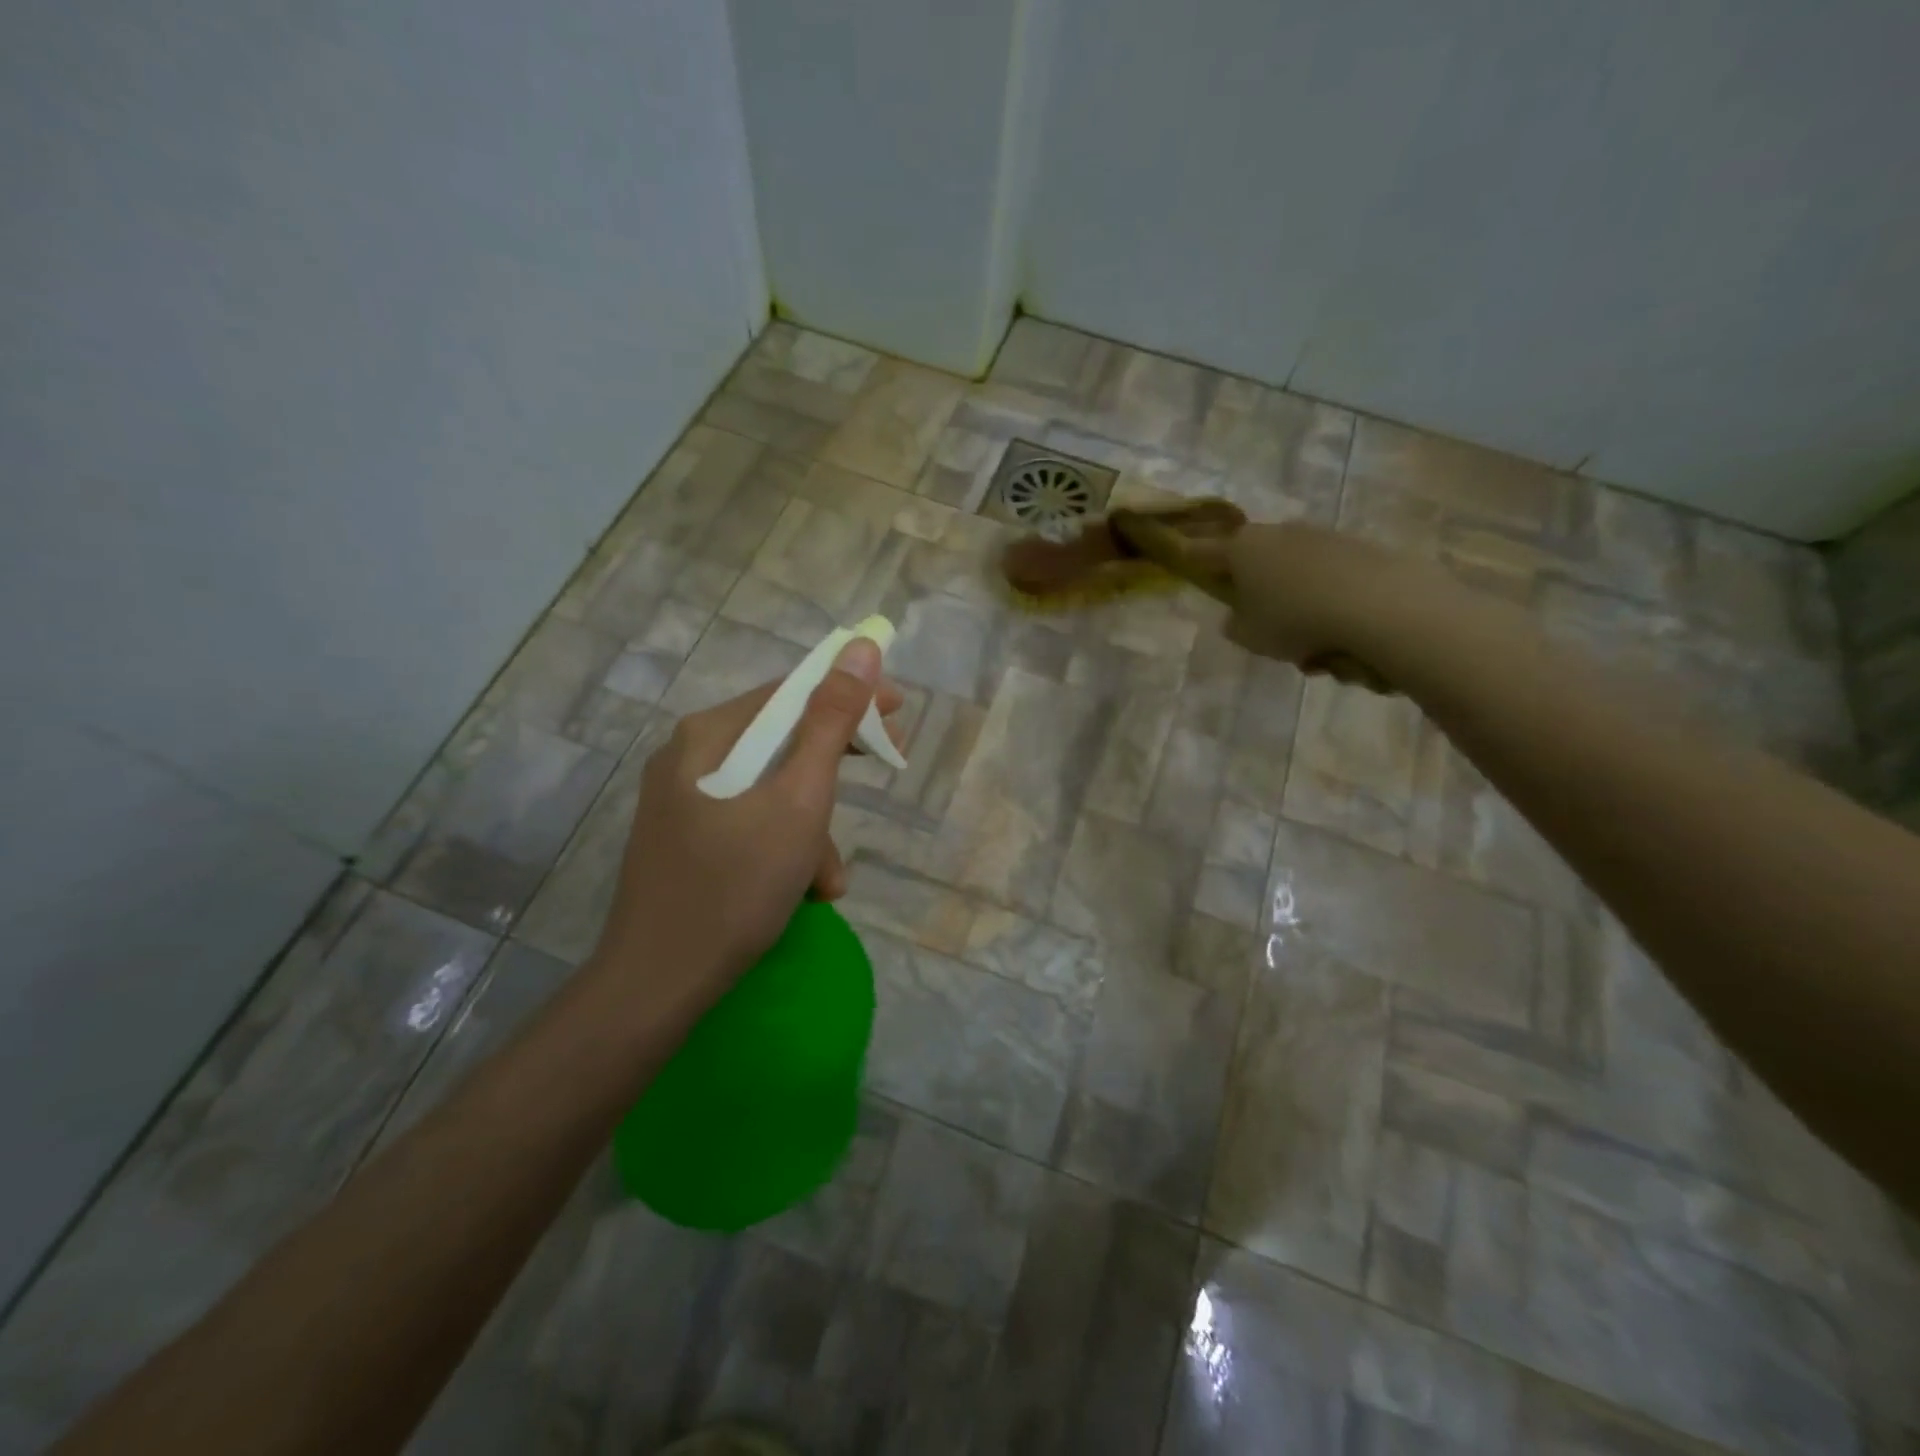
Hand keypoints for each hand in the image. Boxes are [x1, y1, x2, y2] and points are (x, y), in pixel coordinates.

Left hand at [590, 638, 903, 1007]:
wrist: (657, 984)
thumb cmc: (736, 885)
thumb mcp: (799, 800)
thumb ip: (831, 723)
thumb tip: (861, 649)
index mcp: (709, 735)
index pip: (791, 693)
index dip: (849, 695)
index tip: (899, 712)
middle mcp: (689, 757)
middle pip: (781, 741)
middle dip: (834, 770)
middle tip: (886, 768)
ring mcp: (683, 802)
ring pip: (770, 791)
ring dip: (812, 828)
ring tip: (828, 881)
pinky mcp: (686, 841)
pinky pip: (750, 824)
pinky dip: (785, 849)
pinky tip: (804, 893)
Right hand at [1196, 522, 1420, 689]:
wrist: (1378, 605)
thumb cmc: (1295, 620)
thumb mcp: (1250, 636)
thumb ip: (1235, 625)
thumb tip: (1237, 617)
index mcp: (1242, 549)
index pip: (1204, 551)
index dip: (1192, 559)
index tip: (1185, 562)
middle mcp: (1279, 533)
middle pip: (1256, 560)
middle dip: (1257, 590)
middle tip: (1264, 627)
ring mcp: (1321, 536)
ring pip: (1296, 573)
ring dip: (1296, 602)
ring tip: (1312, 648)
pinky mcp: (1359, 547)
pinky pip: (1330, 578)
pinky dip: (1329, 602)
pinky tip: (1343, 634)